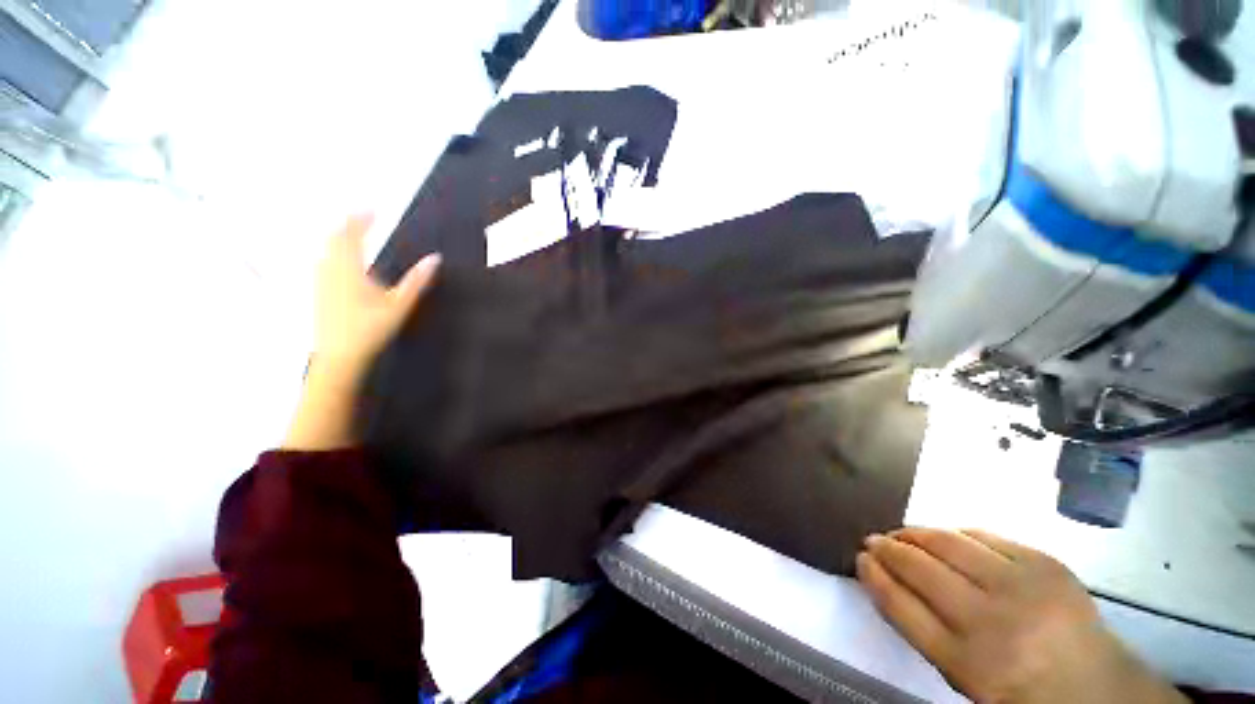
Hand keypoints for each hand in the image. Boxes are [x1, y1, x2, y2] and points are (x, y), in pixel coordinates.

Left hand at [313, 214, 440, 381]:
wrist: (339, 355)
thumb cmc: (371, 328)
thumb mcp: (400, 304)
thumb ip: (417, 280)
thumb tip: (435, 259)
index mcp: (350, 268)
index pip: (353, 233)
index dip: (362, 218)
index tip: (373, 208)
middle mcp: (330, 268)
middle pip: (335, 237)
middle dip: (349, 223)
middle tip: (363, 216)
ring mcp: (320, 279)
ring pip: (326, 248)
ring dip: (339, 235)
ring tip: (352, 231)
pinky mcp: (317, 290)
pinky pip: (322, 259)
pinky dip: (332, 250)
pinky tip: (338, 257)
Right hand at [857, 529, 1185, 703]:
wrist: (1096, 688)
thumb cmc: (1018, 689)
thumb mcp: (963, 676)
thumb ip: (920, 625)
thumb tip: (882, 576)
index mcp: (968, 662)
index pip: (901, 606)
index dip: (874, 576)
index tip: (859, 558)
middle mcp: (992, 622)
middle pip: (921, 569)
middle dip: (888, 549)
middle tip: (873, 540)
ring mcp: (1023, 588)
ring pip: (948, 543)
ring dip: (915, 534)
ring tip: (902, 534)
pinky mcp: (1046, 564)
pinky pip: (984, 536)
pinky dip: (956, 534)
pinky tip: (946, 538)